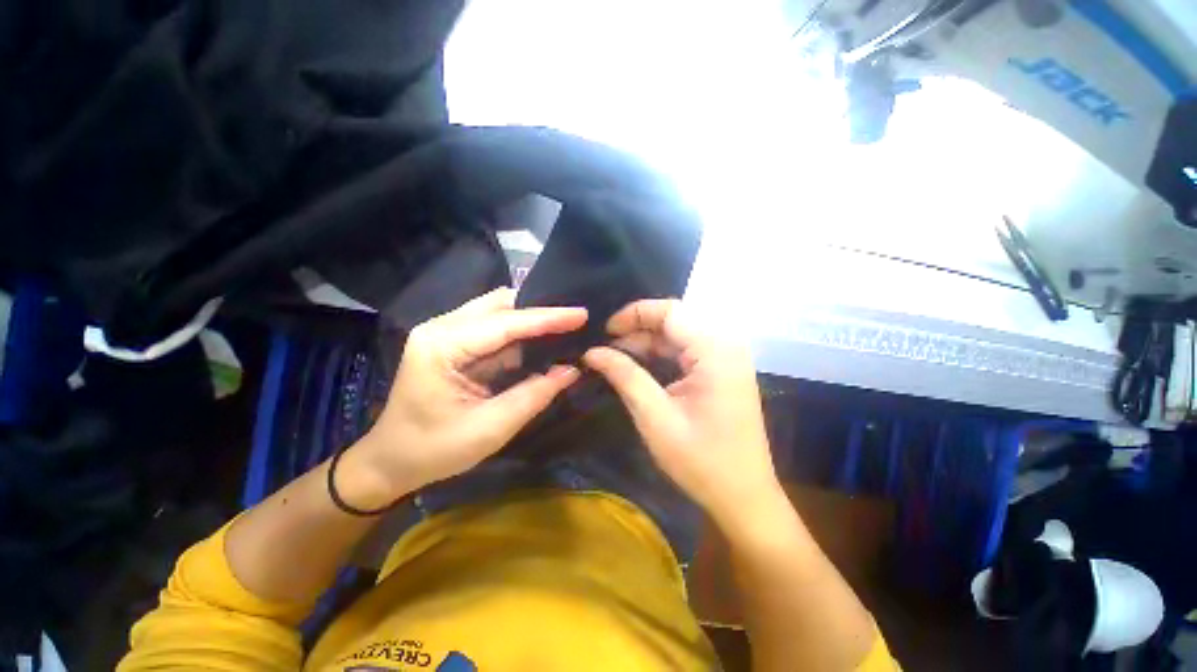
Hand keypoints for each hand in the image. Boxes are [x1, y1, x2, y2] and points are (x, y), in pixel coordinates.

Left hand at [349, 288, 585, 503]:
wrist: (391, 462)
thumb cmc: (434, 450)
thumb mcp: (490, 428)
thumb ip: (534, 395)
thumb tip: (571, 370)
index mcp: (442, 345)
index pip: (505, 323)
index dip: (547, 318)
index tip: (581, 314)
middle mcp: (442, 327)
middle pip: (500, 304)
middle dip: (540, 310)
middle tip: (576, 319)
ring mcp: (446, 332)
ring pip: (498, 311)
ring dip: (531, 318)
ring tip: (565, 325)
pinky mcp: (455, 342)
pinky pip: (494, 327)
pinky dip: (521, 332)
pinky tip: (542, 338)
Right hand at [582, 299, 780, 527]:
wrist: (744, 497)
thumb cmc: (701, 461)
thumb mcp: (655, 417)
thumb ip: (625, 376)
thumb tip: (592, 352)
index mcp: (715, 350)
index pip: (670, 311)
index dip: (634, 314)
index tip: (605, 331)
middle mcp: (726, 345)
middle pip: (676, 319)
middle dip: (639, 328)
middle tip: (607, 347)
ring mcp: (728, 357)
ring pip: (680, 333)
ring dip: (649, 342)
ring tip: (618, 357)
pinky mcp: (724, 370)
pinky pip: (688, 349)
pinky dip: (663, 353)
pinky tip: (641, 365)